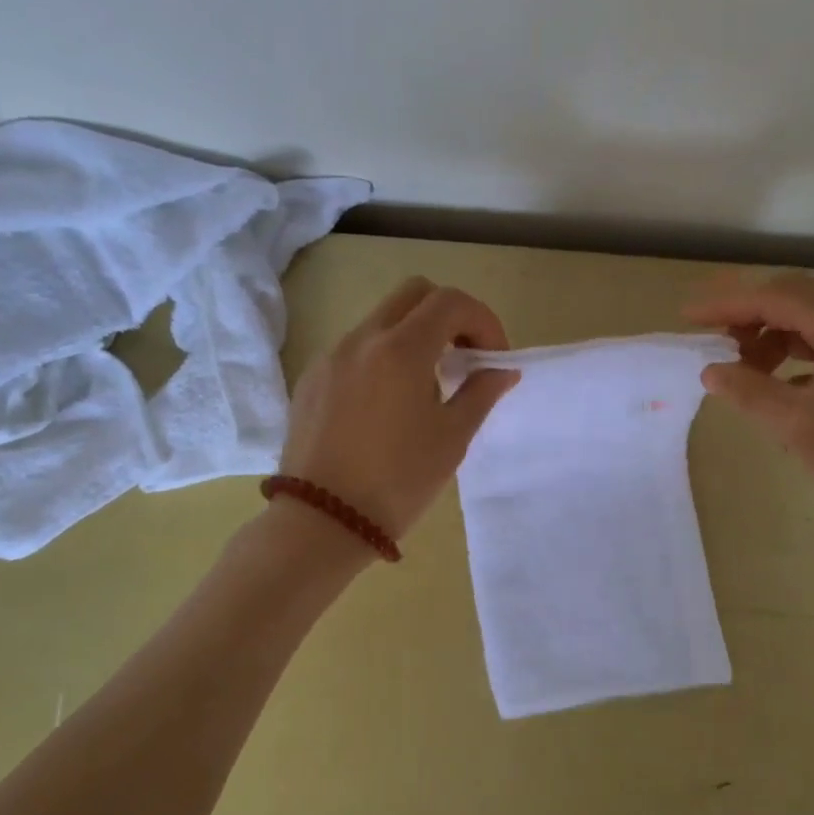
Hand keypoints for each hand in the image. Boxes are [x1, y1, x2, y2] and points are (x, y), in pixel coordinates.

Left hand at [278, 277, 519, 542]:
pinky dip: (382, 357)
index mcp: (401, 349)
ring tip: (426, 386)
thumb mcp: (451, 438)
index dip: (483, 321)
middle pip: (413, 294)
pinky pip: (355, 349)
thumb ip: (481, 393)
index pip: (451, 302)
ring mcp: (330, 356)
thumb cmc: (398, 481)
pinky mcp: (311, 379)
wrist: (322, 520)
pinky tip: (387, 404)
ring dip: (414, 336)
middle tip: (463, 358)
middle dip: (448, 315)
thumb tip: (501, 370)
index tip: (492, 359)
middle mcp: (362, 339)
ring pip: (381, 319)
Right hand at [686, 273, 813, 565]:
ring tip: (741, 367)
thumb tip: (711, 370)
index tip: (688, 318)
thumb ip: (747, 390)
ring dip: (770, 335)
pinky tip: (775, 384)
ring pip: (808, 321)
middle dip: (747, 313)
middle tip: (711, 337)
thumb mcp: (795, 422)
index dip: (725, 304)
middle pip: (792, 298)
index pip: (772, 298)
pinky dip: (791, 355)